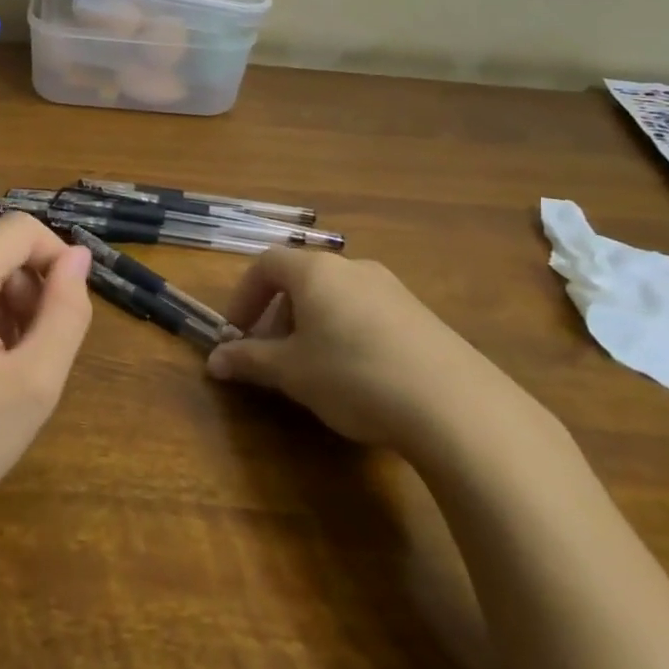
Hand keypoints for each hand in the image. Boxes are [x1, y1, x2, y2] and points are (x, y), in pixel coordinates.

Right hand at [206, 250, 510, 448]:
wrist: (454, 404)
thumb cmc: (352, 375)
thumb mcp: (291, 372)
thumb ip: (249, 360)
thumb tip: (214, 360)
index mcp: (316, 271)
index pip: (266, 264)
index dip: (244, 296)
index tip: (236, 332)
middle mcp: (353, 268)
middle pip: (301, 279)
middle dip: (277, 314)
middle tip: (271, 355)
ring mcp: (392, 289)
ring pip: (336, 297)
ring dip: (312, 325)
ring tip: (312, 369)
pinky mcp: (421, 315)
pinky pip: (367, 313)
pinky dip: (346, 333)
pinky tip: (357, 376)